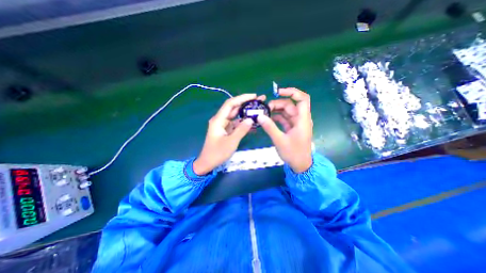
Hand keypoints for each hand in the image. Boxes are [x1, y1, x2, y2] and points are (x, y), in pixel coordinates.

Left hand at [193, 93, 267, 174]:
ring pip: (236, 116)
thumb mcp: (231, 142)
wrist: (208, 163)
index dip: (242, 98)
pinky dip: (243, 122)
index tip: (254, 96)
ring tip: (258, 110)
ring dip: (246, 112)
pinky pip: (236, 124)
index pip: (230, 104)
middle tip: (259, 101)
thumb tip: (251, 119)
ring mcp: (223, 125)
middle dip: (246, 103)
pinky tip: (253, 123)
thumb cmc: (217, 153)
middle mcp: (220, 120)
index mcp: (218, 120)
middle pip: (234, 108)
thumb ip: (241, 130)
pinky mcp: (226, 130)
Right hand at [256, 87, 312, 172]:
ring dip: (276, 111)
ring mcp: (296, 124)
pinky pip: (284, 119)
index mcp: (302, 120)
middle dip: (278, 104)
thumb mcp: (280, 140)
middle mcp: (300, 119)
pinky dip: (277, 117)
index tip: (278, 92)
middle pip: (290, 105)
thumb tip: (260, 116)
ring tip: (264, 114)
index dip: (292, 92)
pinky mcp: (292, 128)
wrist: (300, 165)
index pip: (302, 99)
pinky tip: (268, 119)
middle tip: (265, 109)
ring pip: (286, 112)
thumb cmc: (293, 153)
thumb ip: (270, 127)